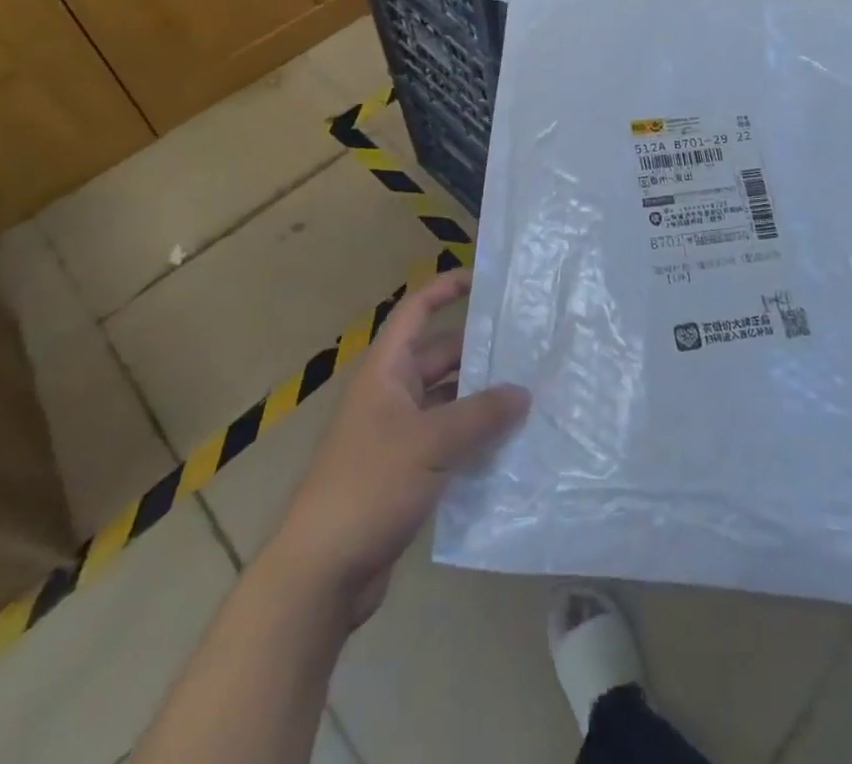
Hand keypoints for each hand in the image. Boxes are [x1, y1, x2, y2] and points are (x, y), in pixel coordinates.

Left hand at [272, 271, 528, 627]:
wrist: (321, 571)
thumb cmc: (370, 486)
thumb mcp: (430, 443)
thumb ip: (480, 414)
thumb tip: (523, 392)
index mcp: (386, 370)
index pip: (416, 310)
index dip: (447, 288)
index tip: (486, 280)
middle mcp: (390, 394)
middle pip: (439, 356)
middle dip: (479, 351)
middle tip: (528, 349)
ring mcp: (396, 435)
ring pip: (447, 401)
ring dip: (481, 400)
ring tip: (530, 396)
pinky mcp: (405, 473)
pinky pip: (446, 441)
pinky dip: (473, 439)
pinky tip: (509, 446)